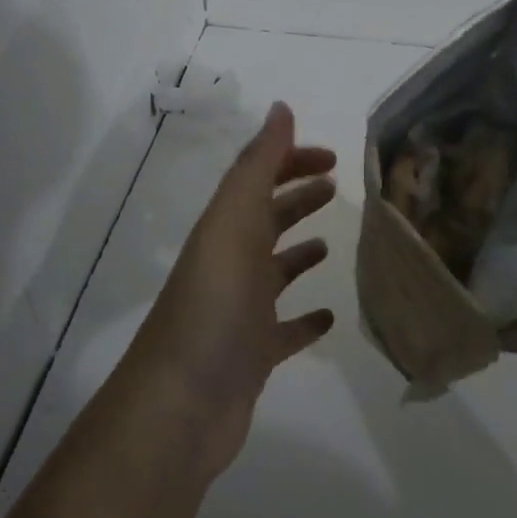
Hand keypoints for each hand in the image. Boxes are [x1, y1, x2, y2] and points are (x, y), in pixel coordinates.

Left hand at [123, 102, 337, 479]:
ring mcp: (241, 312)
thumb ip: (257, 167)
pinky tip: (328, 316)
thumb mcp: (233, 225)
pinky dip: (305, 319)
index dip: (291, 161)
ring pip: (274, 271)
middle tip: (336, 186)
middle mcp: (230, 265)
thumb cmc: (213, 308)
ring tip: (330, 242)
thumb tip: (281, 108)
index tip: (334, 158)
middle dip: (297, 197)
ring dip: (298, 251)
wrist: (180, 409)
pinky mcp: (253, 356)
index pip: (259, 179)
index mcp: (225, 230)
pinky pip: (285, 329)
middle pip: (266, 219)